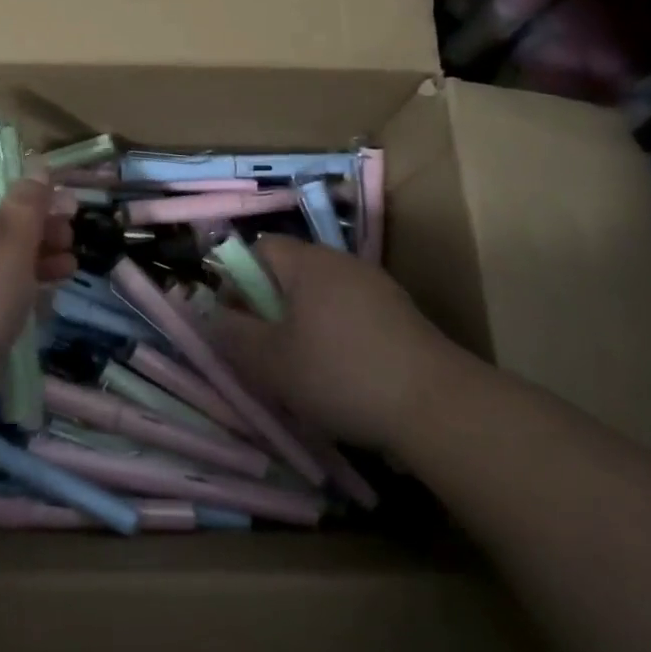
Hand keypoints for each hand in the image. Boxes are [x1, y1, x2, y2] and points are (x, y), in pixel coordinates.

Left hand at [0, 168, 74, 420]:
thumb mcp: (11, 240)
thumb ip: (29, 202)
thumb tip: (36, 169)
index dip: (15, 176)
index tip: (50, 191)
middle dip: (36, 222)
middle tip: (70, 231)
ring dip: (34, 256)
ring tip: (70, 266)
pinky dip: (16, 288)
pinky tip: (48, 296)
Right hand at [205, 235, 458, 451]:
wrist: (435, 403)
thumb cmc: (340, 374)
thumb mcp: (270, 362)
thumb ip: (232, 335)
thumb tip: (215, 316)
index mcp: (307, 262)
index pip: (259, 248)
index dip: (238, 280)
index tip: (239, 323)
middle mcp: (340, 261)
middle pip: (290, 271)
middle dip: (271, 307)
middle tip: (267, 351)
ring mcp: (375, 285)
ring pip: (321, 295)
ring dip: (304, 324)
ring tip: (304, 369)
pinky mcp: (400, 313)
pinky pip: (351, 313)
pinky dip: (337, 335)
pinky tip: (344, 375)